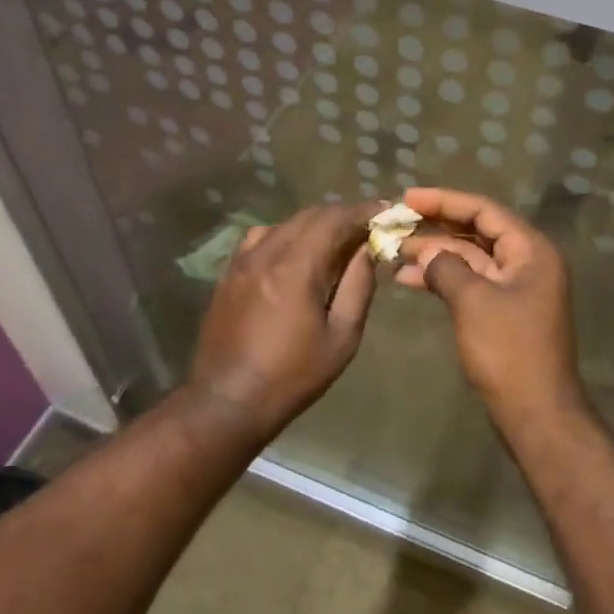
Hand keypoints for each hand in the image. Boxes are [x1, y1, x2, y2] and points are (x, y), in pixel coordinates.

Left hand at [186, 202, 383, 441]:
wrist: (227, 402)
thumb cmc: (292, 375)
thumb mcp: (341, 337)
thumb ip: (357, 287)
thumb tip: (367, 250)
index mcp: (296, 267)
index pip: (333, 219)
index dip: (362, 211)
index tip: (385, 211)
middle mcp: (266, 253)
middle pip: (309, 215)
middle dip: (341, 216)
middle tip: (367, 226)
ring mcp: (242, 261)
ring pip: (284, 224)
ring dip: (313, 224)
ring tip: (334, 240)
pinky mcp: (229, 274)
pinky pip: (260, 238)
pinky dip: (286, 235)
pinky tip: (295, 254)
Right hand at [395, 187, 587, 423]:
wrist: (535, 413)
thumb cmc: (508, 350)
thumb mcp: (473, 301)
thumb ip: (446, 267)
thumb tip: (427, 254)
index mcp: (531, 250)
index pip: (484, 210)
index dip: (444, 201)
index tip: (407, 198)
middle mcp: (526, 262)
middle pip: (476, 231)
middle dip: (435, 228)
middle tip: (396, 223)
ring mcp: (515, 288)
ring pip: (469, 258)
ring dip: (434, 254)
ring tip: (393, 252)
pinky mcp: (502, 311)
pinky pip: (469, 283)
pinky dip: (442, 279)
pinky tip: (409, 279)